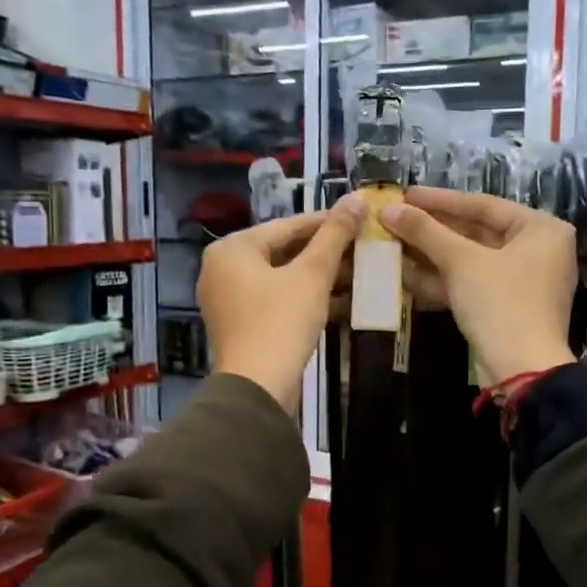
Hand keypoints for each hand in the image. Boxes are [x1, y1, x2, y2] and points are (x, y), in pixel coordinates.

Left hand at [199, 205, 361, 408]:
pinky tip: (341, 300)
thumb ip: (334, 235)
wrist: (257, 388)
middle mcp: (223, 268)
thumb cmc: (281, 322)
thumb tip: (357, 198)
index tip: (360, 219)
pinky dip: (305, 297)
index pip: (288, 225)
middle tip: (363, 248)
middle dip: (325, 252)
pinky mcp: (242, 324)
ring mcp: (230, 299)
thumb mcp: (312, 274)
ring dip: (320, 276)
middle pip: (284, 251)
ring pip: (283, 277)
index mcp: (233, 248)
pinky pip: (277, 299)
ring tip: (359, 273)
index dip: (328, 222)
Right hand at [379, 189, 576, 385]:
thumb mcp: (461, 262)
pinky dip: (444, 280)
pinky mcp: (509, 307)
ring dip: (433, 255)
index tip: (405, 195)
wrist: (522, 371)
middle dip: (433, 230)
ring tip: (393, 245)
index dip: (439, 200)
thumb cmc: (500, 303)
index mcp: (541, 229)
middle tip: (396, 220)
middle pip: (477, 232)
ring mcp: (524, 281)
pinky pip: (474, 283)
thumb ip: (425, 232)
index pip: (483, 205)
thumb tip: (389, 208)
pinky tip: (407, 276)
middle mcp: (539, 250)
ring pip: (472, 260)